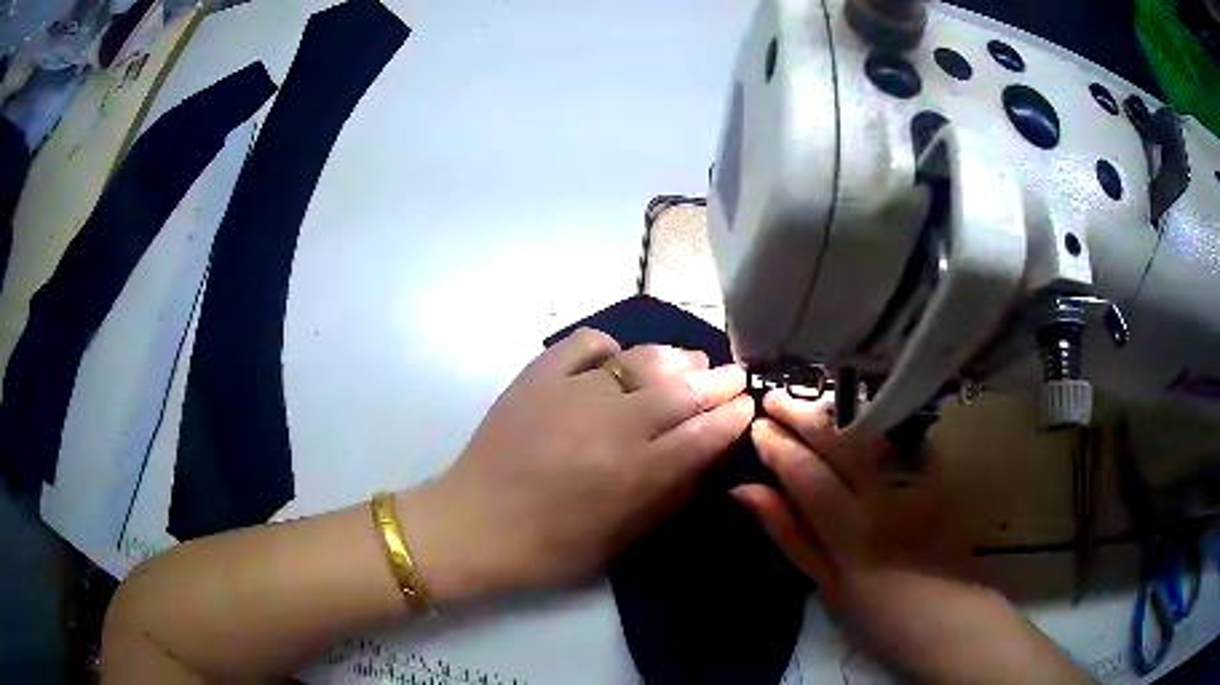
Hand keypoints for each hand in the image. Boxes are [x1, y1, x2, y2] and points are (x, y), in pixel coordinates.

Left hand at [407, 328, 752, 599]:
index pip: (703, 433)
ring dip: (675, 358)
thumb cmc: (550, 548)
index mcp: (634, 473)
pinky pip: (585, 343)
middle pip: (682, 391)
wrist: (473, 525)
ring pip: (641, 361)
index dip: (732, 416)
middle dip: (718, 381)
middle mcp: (611, 425)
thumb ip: (668, 495)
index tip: (748, 405)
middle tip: (735, 376)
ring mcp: (572, 393)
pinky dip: (610, 346)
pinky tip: (618, 359)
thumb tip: (705, 454)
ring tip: (692, 359)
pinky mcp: (537, 377)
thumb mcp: (622, 539)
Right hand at [733, 390, 970, 660]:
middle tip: (775, 398)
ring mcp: (916, 481)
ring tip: (807, 402)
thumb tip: (745, 490)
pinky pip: (899, 438)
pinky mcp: (936, 475)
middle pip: (840, 441)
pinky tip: (855, 415)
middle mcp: (886, 496)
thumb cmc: (876, 614)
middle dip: (803, 414)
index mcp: (852, 531)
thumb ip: (790, 533)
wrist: (946, 618)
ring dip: (835, 411)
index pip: (807, 474)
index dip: (778, 446)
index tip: (757, 426)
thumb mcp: (824, 584)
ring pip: (870, 431)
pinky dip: (871, 422)